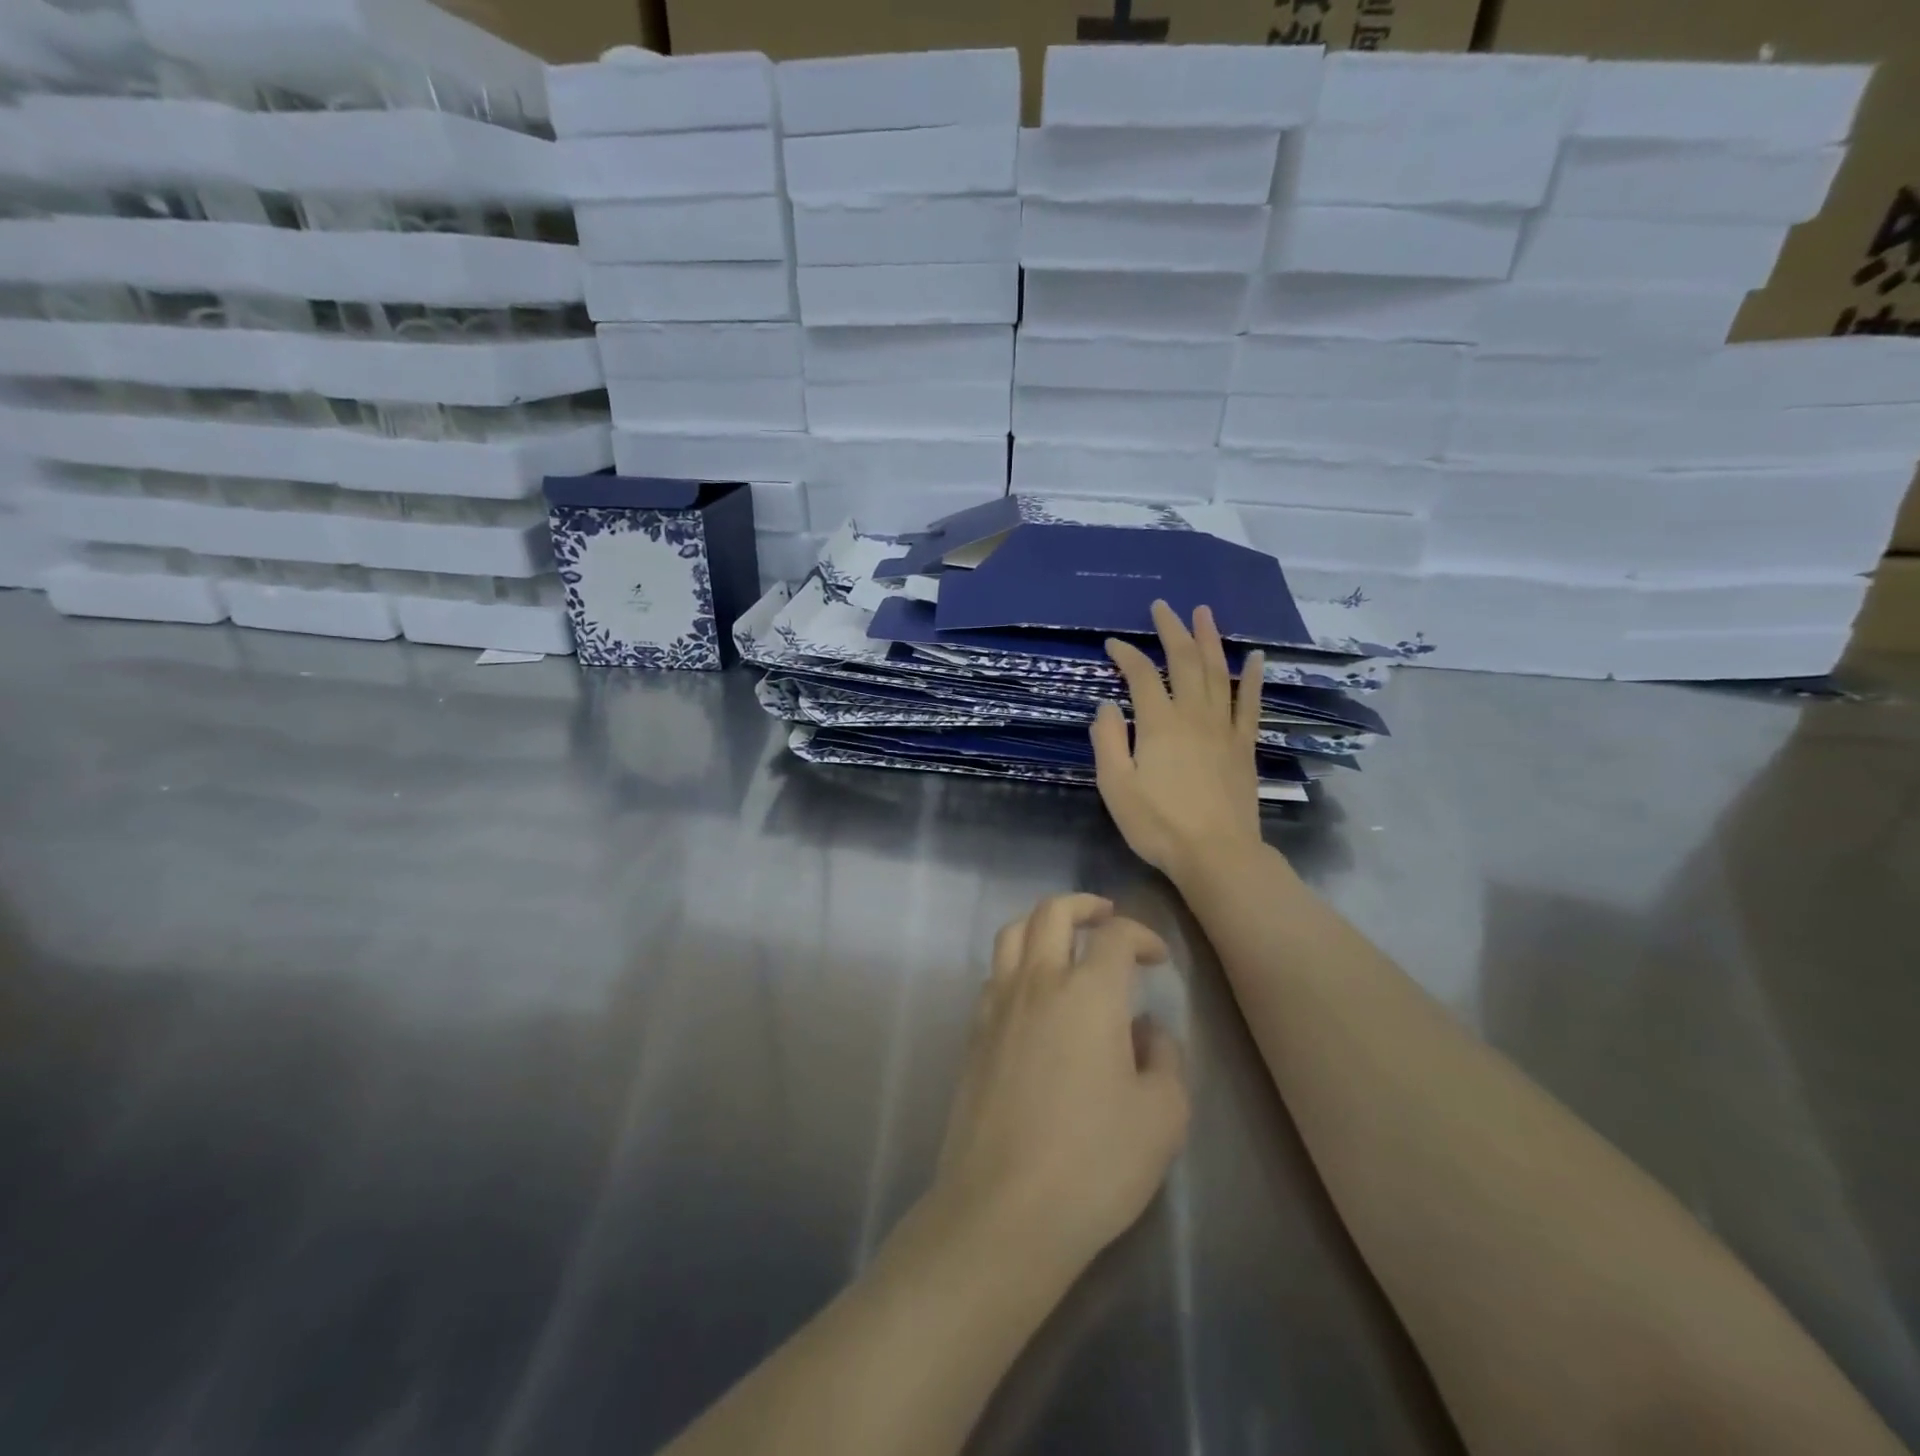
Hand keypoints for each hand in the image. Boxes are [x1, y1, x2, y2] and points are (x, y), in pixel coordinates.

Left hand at [934, 894, 1189, 1280]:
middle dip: (1084, 905)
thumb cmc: (1095, 1163)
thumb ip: (1163, 1058)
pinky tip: (1033, 994)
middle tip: (1106, 917)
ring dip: (1041, 924)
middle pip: (1052, 913)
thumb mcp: (1162, 1116)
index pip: (1116, 936)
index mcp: (1089, 994)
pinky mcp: (974, 1034)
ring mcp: (997, 1005)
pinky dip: (1016, 963)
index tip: (1157, 958)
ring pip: (1012, 933)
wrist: (1005, 1208)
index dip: (1142, 935)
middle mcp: (1038, 983)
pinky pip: (993, 974)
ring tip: (1064, 940)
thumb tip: (1145, 1029)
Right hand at [1091, 601, 1265, 880]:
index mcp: (1159, 724)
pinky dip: (1253, 677)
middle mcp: (1193, 715)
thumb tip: (1107, 705)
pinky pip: (1250, 703)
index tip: (1112, 644)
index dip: (1126, 655)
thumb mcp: (1116, 787)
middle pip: (1184, 661)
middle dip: (1171, 631)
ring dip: (1210, 640)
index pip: (1141, 675)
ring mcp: (1224, 728)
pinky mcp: (1244, 745)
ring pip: (1218, 672)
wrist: (1217, 854)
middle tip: (1163, 607)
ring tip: (1204, 613)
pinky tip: (1255, 656)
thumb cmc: (1158, 824)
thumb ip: (1109, 741)